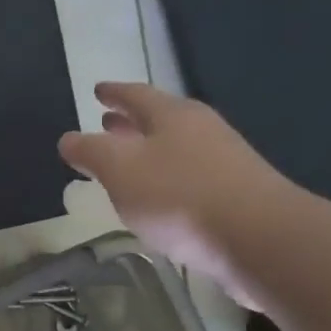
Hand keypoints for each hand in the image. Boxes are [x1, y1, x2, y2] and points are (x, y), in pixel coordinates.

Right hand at [58, 82, 303, 309]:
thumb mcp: (119, 169)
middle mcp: (201, 131)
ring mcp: (224, 163)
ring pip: (174, 149)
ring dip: (146, 152)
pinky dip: (164, 179)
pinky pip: (188, 177)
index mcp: (173, 116)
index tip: (97, 90)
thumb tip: (69, 139)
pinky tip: (155, 198)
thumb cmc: (180, 195)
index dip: (113, 92)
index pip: (136, 94)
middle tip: (106, 122)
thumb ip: (90, 152)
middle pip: (159, 120)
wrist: (261, 240)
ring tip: (124, 162)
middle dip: (129, 122)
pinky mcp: (235, 196)